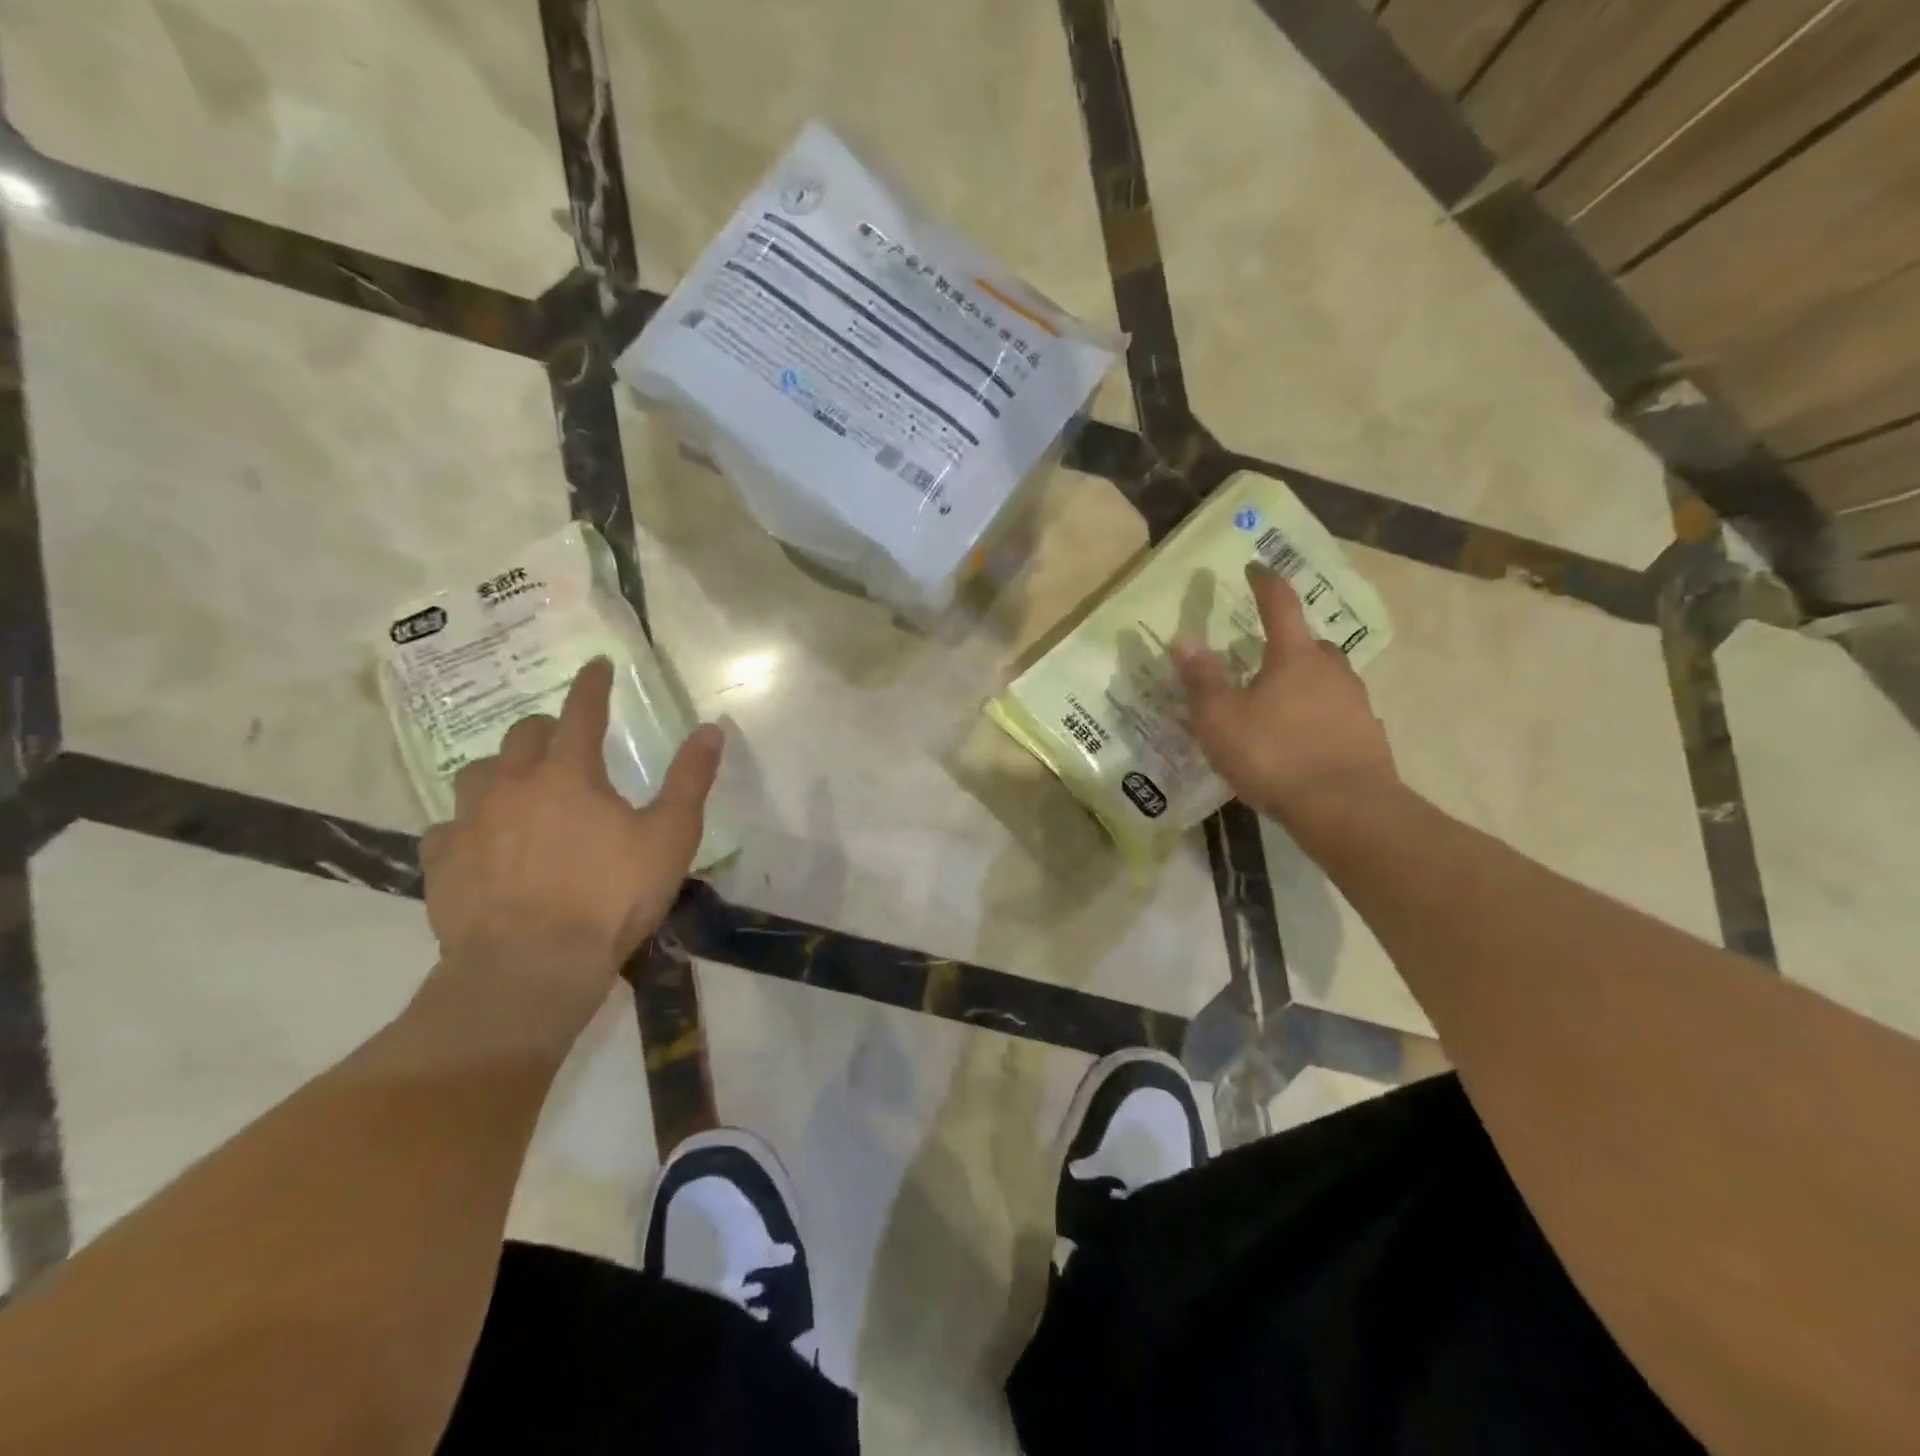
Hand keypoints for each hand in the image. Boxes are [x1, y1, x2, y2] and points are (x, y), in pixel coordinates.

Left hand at [419, 658, 722, 1036]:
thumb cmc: (610, 896)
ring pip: (478, 773)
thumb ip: (690, 780)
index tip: (596, 664)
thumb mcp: (670, 837)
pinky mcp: (442, 862)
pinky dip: (469, 825)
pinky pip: (449, 827)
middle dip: (547, 729)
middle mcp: (514, 784)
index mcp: (569, 773)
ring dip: (502, 770)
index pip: (582, 711)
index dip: (593, 685)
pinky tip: (481, 843)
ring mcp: (470, 822)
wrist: (530, 966)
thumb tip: (710, 729)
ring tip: (519, 787)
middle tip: (565, 742)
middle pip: (523, 735)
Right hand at [1174, 563, 1397, 825]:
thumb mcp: (1221, 720)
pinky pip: (1339, 715)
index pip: (1280, 606)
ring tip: (1279, 706)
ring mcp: (1356, 704)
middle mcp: (1332, 671)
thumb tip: (1184, 639)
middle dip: (1289, 644)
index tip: (1255, 568)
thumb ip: (1202, 680)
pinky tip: (1303, 742)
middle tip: (1264, 657)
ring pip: (1329, 680)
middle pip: (1312, 645)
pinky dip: (1320, 718)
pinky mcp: (1368, 737)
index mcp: (1294, 657)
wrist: (1346, 809)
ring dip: (1306, 683)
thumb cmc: (1274, 755)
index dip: (1265, 583)